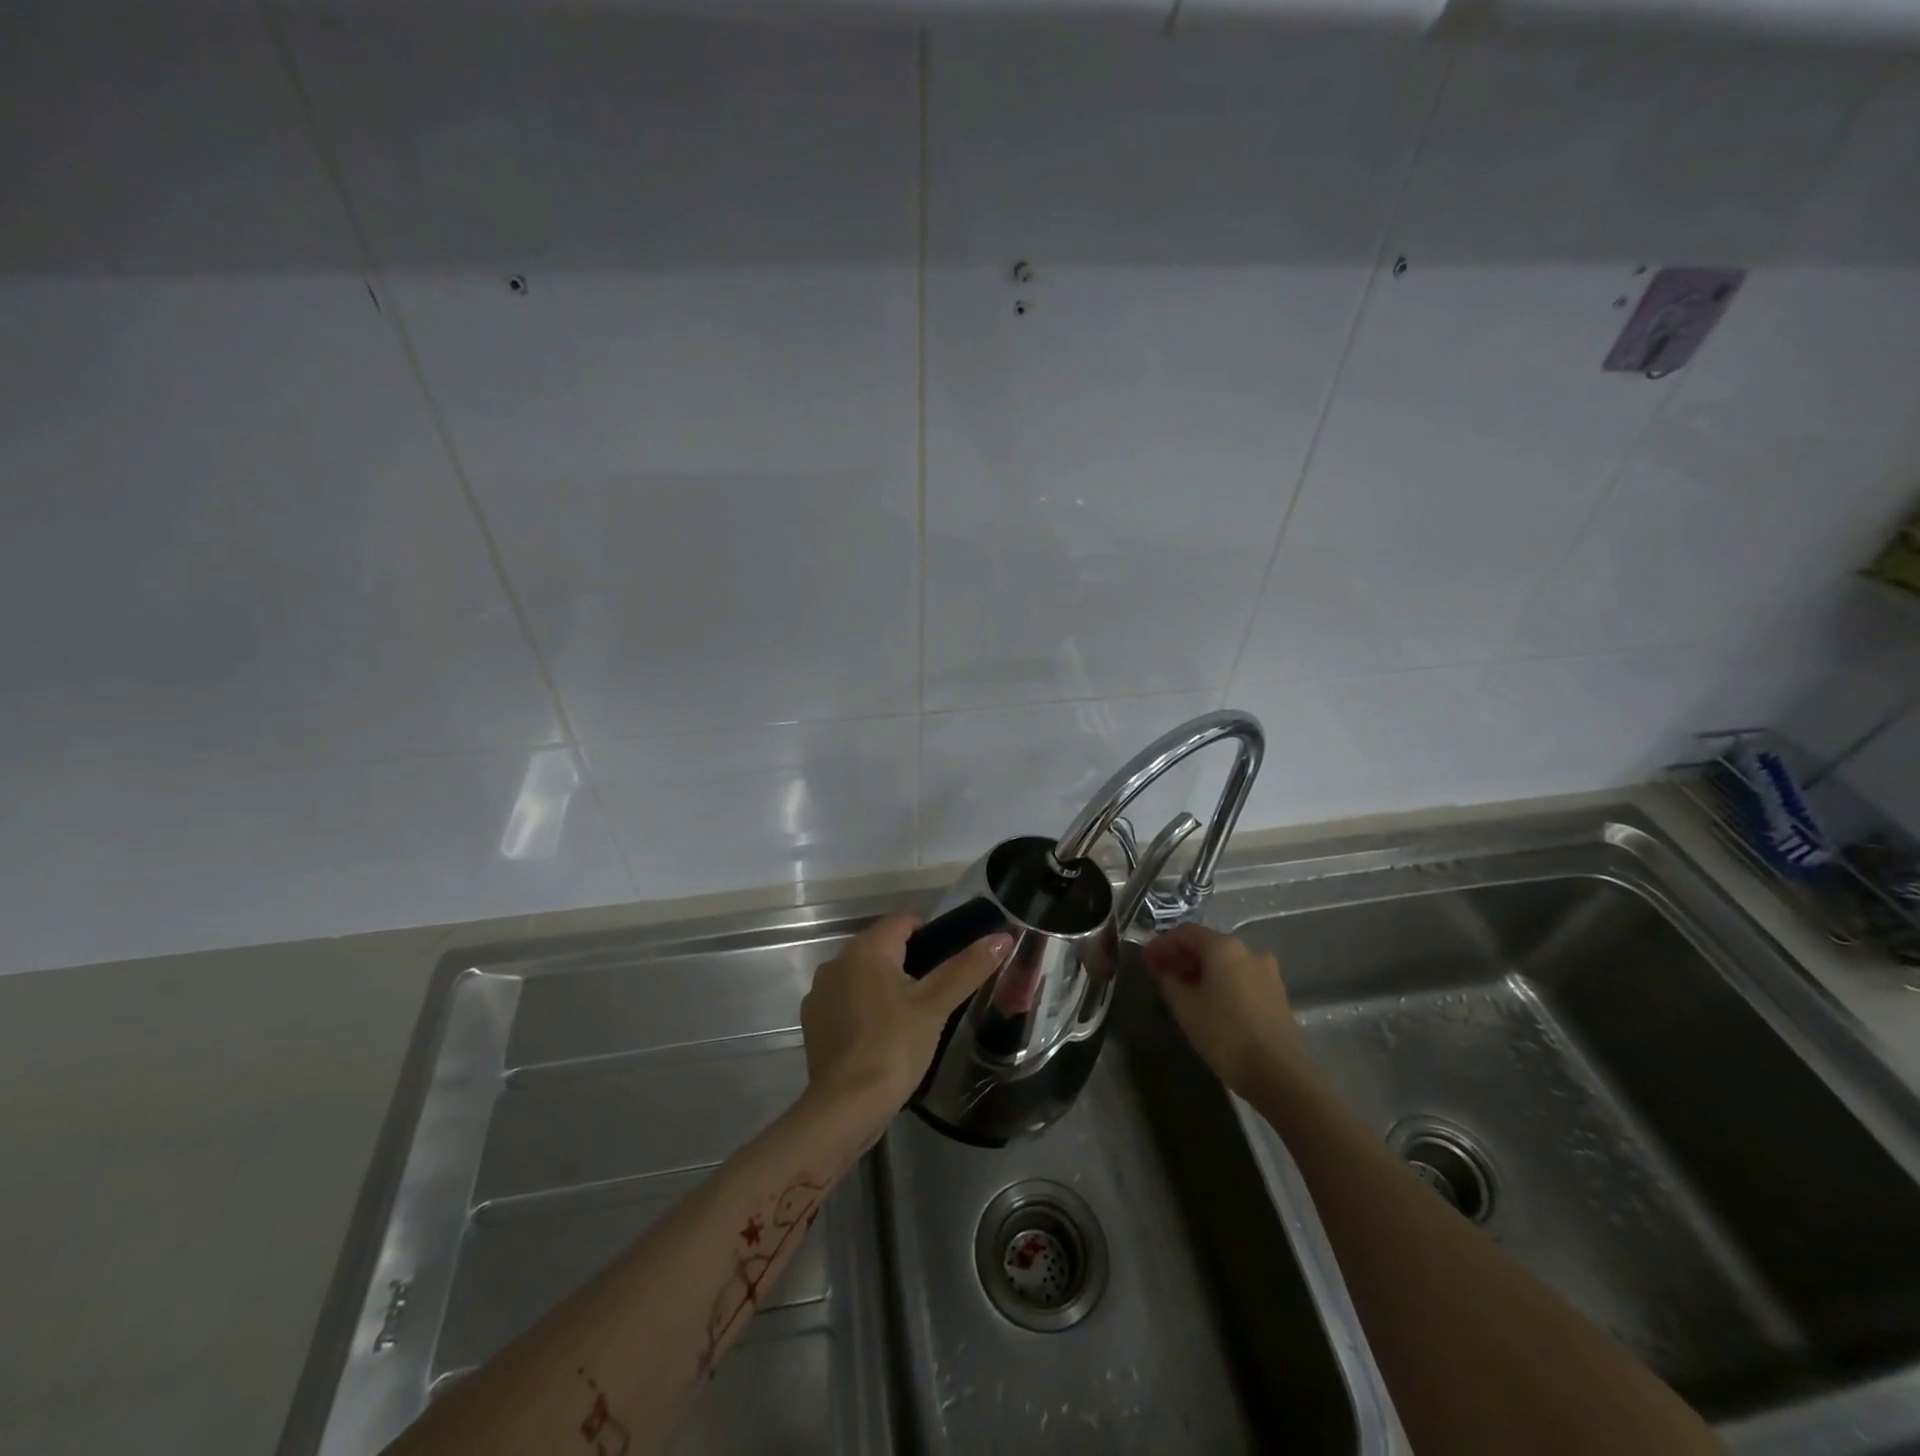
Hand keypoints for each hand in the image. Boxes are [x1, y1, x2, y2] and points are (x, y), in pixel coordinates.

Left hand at [800, 914, 1011, 1130]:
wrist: (845, 1107)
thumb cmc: (894, 1047)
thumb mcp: (936, 1006)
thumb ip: (968, 968)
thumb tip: (1002, 937)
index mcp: (866, 948)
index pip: (903, 922)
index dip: (930, 935)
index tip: (949, 965)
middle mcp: (836, 961)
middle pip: (881, 947)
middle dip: (909, 962)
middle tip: (937, 995)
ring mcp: (820, 992)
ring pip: (862, 975)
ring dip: (885, 986)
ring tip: (912, 1017)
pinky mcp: (813, 1021)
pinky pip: (846, 1000)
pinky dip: (864, 1008)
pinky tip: (882, 1036)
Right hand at [1142, 924, 1310, 1095]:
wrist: (1280, 1074)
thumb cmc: (1225, 1034)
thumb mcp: (1185, 1007)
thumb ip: (1168, 981)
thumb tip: (1163, 970)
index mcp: (1224, 947)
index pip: (1185, 933)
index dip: (1162, 944)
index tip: (1144, 960)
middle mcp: (1249, 951)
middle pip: (1207, 944)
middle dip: (1181, 957)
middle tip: (1159, 974)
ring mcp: (1267, 972)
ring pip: (1225, 962)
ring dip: (1200, 970)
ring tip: (1180, 990)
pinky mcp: (1276, 993)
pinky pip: (1239, 977)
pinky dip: (1219, 981)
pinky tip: (1207, 1001)